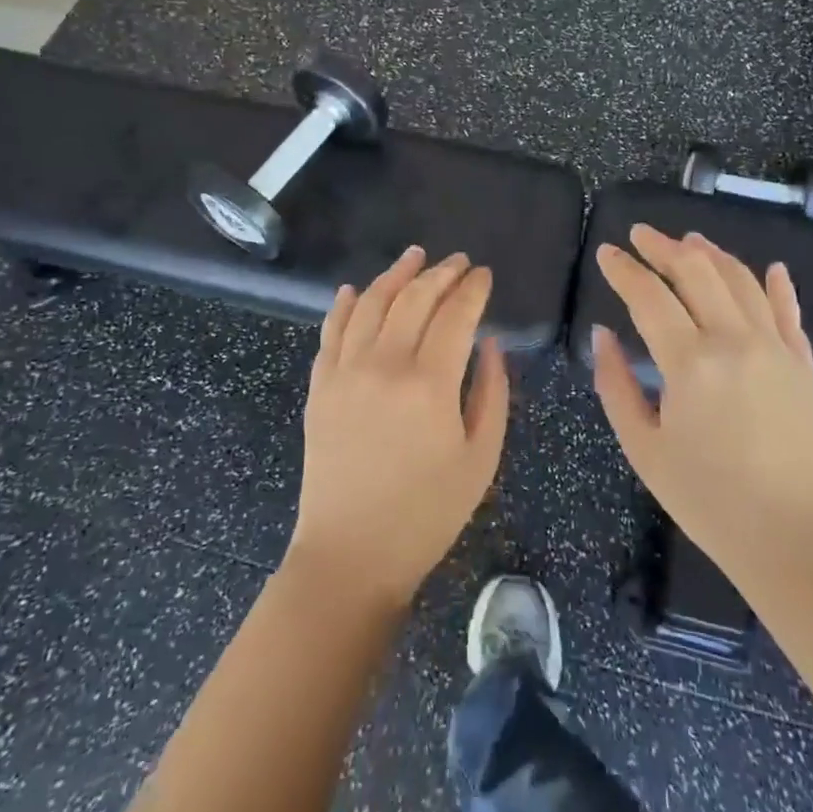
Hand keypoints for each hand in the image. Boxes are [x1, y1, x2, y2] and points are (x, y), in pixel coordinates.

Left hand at [288, 247, 508, 606]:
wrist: (351, 555)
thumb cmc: (427, 513)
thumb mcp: (480, 459)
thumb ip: (491, 393)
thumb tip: (489, 343)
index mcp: (430, 384)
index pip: (456, 315)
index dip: (473, 289)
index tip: (484, 274)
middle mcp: (385, 365)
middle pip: (414, 299)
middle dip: (440, 273)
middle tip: (458, 261)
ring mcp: (346, 372)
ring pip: (371, 303)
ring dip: (395, 274)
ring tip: (415, 256)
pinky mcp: (320, 386)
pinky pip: (331, 331)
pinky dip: (344, 305)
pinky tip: (356, 289)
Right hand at [592, 226, 812, 589]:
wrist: (794, 540)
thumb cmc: (708, 501)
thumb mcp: (644, 449)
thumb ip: (616, 385)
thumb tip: (601, 335)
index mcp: (690, 363)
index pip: (650, 296)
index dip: (624, 270)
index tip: (606, 252)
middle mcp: (734, 340)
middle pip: (697, 272)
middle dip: (663, 247)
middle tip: (641, 234)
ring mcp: (776, 348)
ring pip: (741, 281)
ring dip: (712, 254)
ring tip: (690, 240)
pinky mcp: (804, 364)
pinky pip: (789, 311)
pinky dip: (777, 285)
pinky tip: (770, 268)